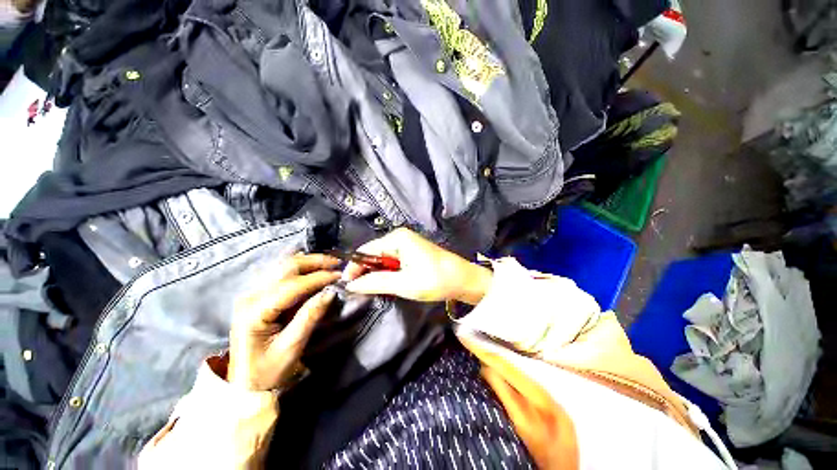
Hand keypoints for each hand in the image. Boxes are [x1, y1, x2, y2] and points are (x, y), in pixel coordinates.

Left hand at [228, 254, 340, 390]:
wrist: (244, 385)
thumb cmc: (267, 371)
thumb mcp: (291, 347)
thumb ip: (309, 316)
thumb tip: (330, 292)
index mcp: (255, 312)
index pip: (292, 285)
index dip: (318, 277)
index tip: (339, 275)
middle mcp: (251, 297)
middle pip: (286, 268)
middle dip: (314, 262)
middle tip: (336, 263)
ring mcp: (253, 295)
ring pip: (284, 268)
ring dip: (309, 263)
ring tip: (329, 264)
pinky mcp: (258, 297)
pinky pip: (281, 275)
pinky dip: (301, 269)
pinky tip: (313, 267)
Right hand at [343, 228, 491, 304]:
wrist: (464, 280)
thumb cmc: (435, 279)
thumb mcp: (403, 283)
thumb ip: (375, 282)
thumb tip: (351, 285)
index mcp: (397, 238)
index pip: (366, 250)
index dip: (354, 266)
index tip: (347, 285)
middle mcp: (400, 237)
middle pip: (373, 253)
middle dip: (365, 271)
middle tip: (358, 290)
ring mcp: (407, 245)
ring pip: (383, 259)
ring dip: (376, 274)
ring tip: (370, 289)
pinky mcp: (412, 253)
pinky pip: (393, 262)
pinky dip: (387, 273)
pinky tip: (386, 284)